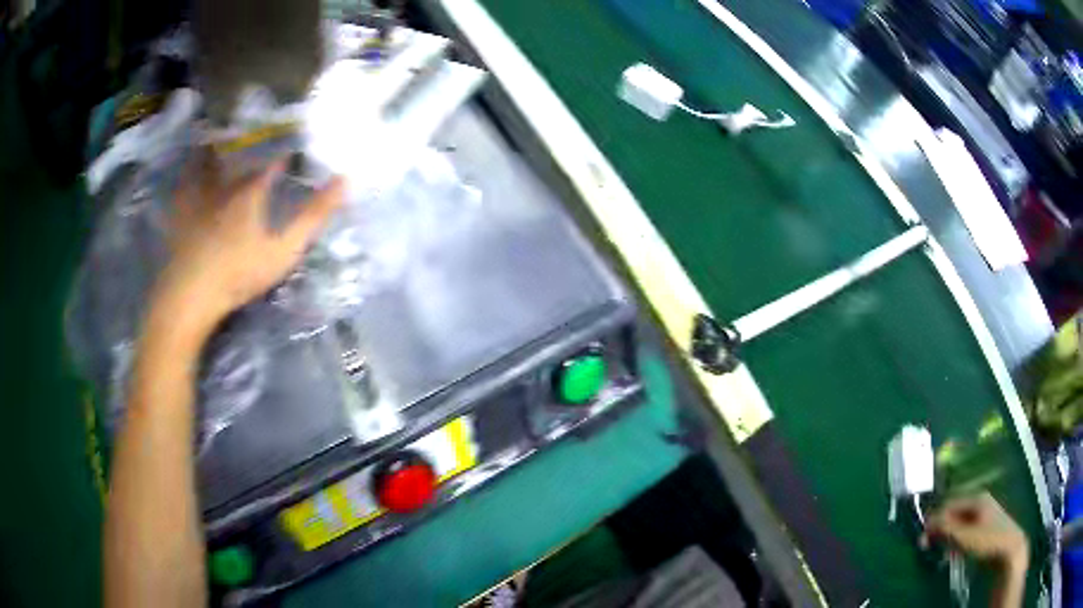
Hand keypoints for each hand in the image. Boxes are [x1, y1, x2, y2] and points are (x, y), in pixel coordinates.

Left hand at [153, 151, 344, 334]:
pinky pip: (184, 185)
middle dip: (252, 150)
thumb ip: (313, 217)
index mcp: (251, 190)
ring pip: (210, 165)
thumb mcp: (283, 250)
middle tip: (258, 142)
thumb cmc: (239, 274)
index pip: (273, 164)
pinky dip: (188, 174)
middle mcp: (225, 185)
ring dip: (218, 153)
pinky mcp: (180, 214)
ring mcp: (199, 198)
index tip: (293, 152)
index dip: (285, 157)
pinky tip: (189, 173)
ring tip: (222, 143)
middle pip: (241, 161)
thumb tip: (345, 180)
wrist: (191, 295)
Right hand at [922, 492, 1028, 571]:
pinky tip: (957, 552)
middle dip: (942, 529)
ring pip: (961, 523)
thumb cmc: (988, 540)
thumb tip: (927, 522)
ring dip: (949, 537)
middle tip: (930, 547)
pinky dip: (958, 540)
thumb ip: (946, 528)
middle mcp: (981, 501)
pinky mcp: (987, 527)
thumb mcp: (965, 537)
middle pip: (955, 512)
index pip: (949, 504)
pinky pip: (967, 530)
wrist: (1009, 549)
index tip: (923, 538)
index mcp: (977, 497)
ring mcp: (985, 514)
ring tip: (944, 552)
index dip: (935, 520)